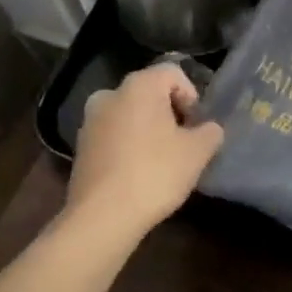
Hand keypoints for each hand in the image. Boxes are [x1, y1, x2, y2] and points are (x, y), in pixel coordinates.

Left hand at [66, 62, 223, 246]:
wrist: (102, 218)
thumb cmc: (155, 173)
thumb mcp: (198, 152)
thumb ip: (211, 132)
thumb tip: (209, 129)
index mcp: (139, 85)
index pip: (174, 74)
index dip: (191, 96)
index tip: (196, 126)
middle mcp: (110, 93)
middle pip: (150, 93)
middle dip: (169, 113)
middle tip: (182, 142)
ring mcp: (90, 120)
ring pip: (130, 114)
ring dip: (147, 130)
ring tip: (160, 160)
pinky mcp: (80, 147)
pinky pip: (113, 135)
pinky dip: (128, 145)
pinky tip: (138, 172)